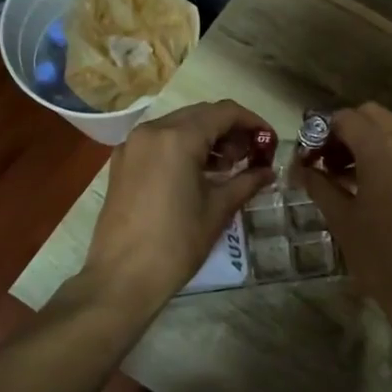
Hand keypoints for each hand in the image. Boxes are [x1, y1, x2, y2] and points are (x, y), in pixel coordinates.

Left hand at [81, 100, 275, 314]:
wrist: (122, 278)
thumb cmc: (176, 243)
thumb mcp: (218, 210)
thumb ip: (246, 182)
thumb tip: (268, 171)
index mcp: (177, 138)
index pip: (224, 112)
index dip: (252, 122)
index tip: (270, 141)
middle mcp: (151, 131)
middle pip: (200, 115)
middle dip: (230, 130)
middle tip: (251, 156)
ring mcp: (132, 146)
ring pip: (178, 126)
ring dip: (206, 138)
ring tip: (227, 167)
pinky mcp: (121, 163)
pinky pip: (159, 142)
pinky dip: (182, 148)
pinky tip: (198, 174)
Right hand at [295, 103, 391, 346]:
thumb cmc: (379, 254)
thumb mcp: (341, 218)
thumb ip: (318, 185)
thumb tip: (298, 168)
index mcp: (380, 150)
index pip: (346, 119)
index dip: (322, 132)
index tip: (309, 156)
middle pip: (372, 115)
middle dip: (347, 130)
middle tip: (328, 161)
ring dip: (370, 140)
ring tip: (349, 174)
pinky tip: (378, 178)